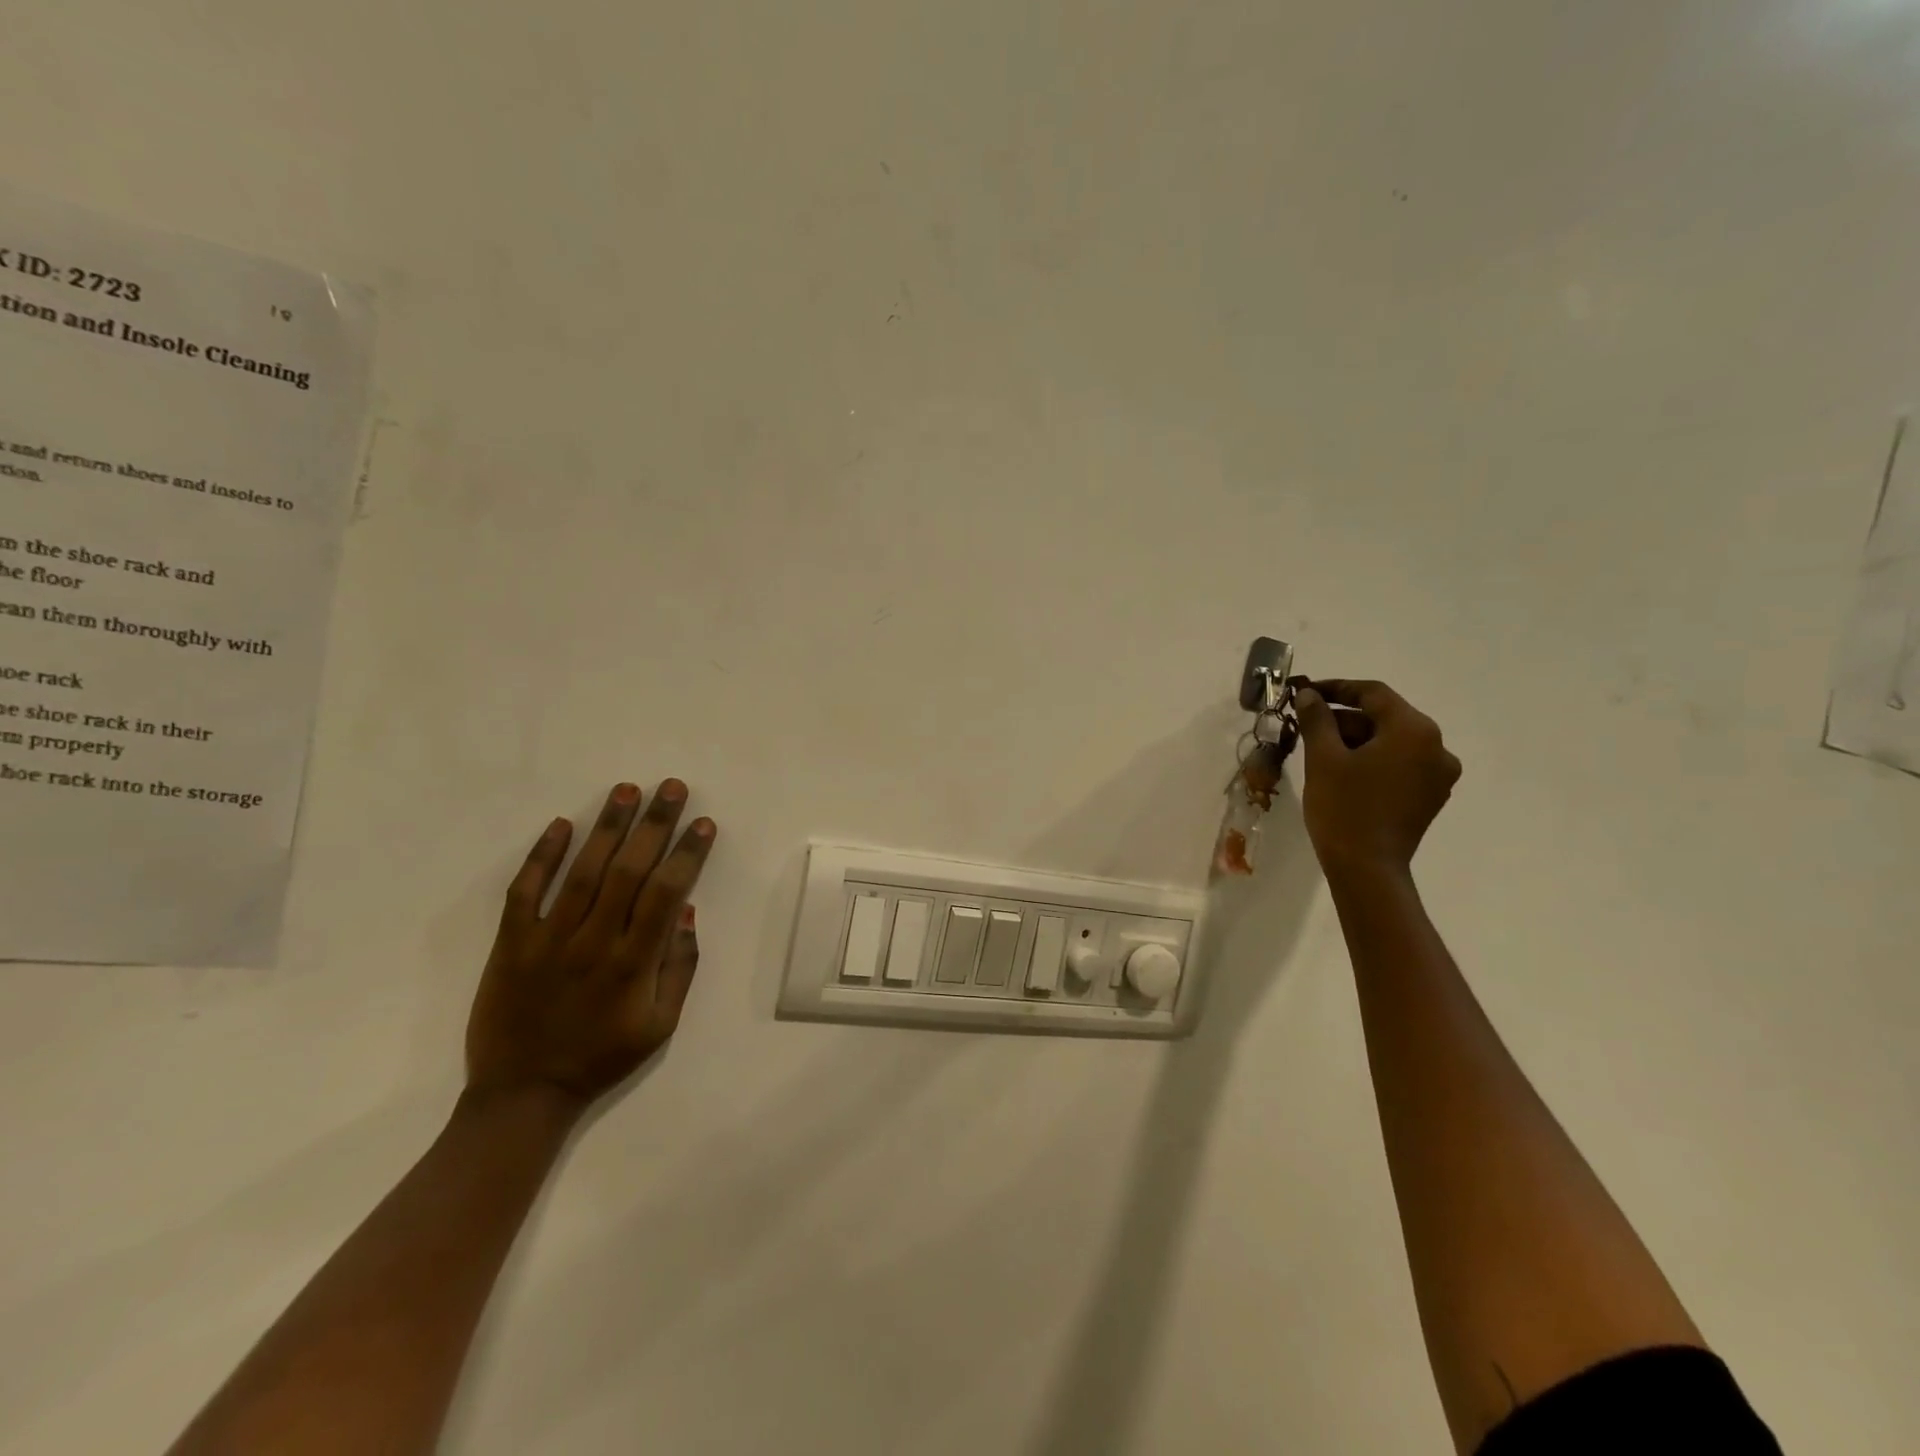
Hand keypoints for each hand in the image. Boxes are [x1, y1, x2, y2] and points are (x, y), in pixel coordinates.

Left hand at [465, 780, 716, 1109]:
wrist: (523, 1094)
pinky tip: (561, 824)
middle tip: (672, 788)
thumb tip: (685, 910)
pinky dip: (542, 856)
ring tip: (626, 790)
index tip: (703, 823)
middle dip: (654, 824)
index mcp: (634, 963)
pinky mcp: (510, 944)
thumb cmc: (603, 1057)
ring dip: (607, 827)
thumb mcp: (661, 1025)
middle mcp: (593, 942)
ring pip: (582, 872)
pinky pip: (525, 892)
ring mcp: (548, 940)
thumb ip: (679, 967)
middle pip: (629, 871)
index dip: (687, 854)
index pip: (666, 892)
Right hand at [1295, 680, 1459, 876]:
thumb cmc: (1343, 807)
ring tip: (1319, 749)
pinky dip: (1372, 760)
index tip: (1305, 692)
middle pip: (1385, 717)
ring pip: (1392, 742)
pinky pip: (1400, 764)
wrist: (1367, 869)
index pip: (1373, 694)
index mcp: (1414, 730)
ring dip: (1357, 740)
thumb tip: (1309, 694)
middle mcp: (1437, 747)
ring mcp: (1438, 775)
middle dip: (1344, 718)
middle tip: (1305, 724)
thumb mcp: (1323, 758)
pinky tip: (1343, 771)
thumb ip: (1317, 718)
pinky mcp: (1431, 796)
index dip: (1336, 688)